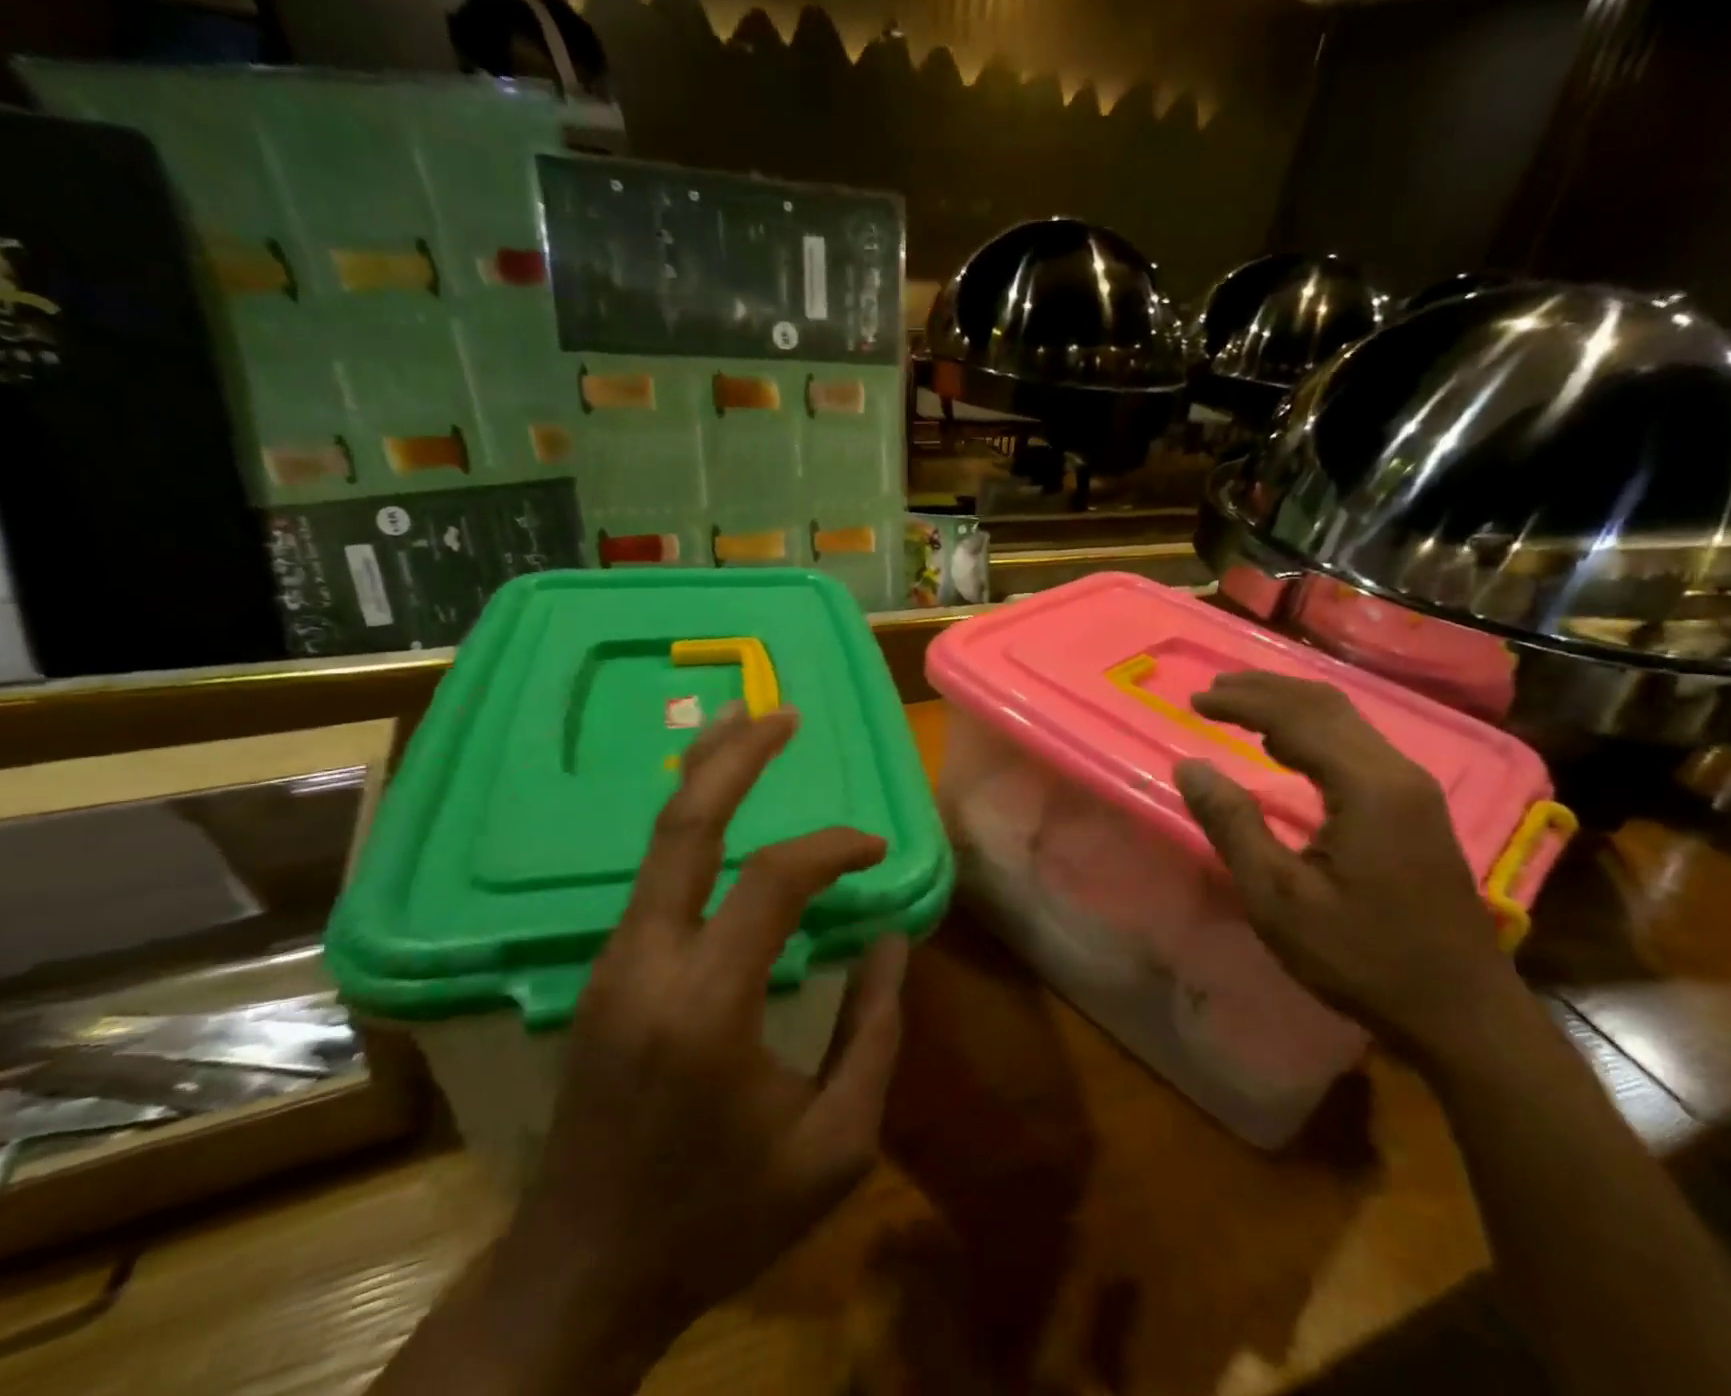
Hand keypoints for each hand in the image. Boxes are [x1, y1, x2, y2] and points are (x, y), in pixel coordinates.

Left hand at [502, 702, 908, 1358]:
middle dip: (735, 758)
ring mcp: (613, 964)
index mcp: (706, 1005)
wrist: (582, 1275)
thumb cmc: (719, 1217)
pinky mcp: (605, 973)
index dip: (833, 849)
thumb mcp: (832, 1145)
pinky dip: (694, 828)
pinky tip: (722, 813)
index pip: (774, 881)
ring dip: (707, 779)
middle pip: (685, 828)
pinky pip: (655, 878)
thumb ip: (873, 1033)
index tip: (875, 851)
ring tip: (746, 729)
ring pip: (659, 843)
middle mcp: (647, 964)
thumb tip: (890, 941)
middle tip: (781, 714)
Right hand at [1171, 672, 1523, 1061]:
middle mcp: (1396, 772)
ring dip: (1289, 704)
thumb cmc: (1362, 958)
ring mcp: (1413, 789)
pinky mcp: (1417, 808)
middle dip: (1265, 690)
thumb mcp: (1278, 898)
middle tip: (1212, 691)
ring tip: (1240, 705)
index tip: (1194, 702)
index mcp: (1367, 787)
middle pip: (1326, 705)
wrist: (1461, 1014)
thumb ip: (1233, 825)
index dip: (1241, 703)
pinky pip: (1357, 744)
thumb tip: (1190, 766)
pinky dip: (1313, 729)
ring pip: (1346, 720)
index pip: (1296, 718)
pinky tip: (1287, 746)